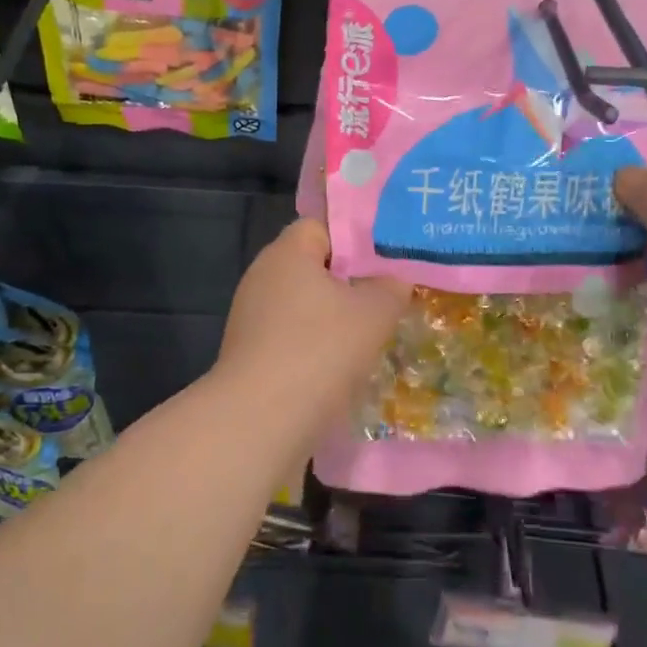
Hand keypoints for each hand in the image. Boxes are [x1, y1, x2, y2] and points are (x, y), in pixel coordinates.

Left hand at [216, 220, 410, 420]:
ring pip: (304, 305)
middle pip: (313, 266)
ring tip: (372, 333)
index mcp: (286, 253)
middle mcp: (262, 277)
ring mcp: (252, 318)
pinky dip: (316, 345)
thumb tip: (395, 279)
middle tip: (388, 294)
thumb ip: (391, 287)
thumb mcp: (373, 313)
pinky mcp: (251, 354)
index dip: (355, 237)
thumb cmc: (320, 350)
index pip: (321, 226)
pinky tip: (343, 366)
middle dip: (350, 280)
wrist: (261, 421)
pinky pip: (292, 336)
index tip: (387, 258)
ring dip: (335, 317)